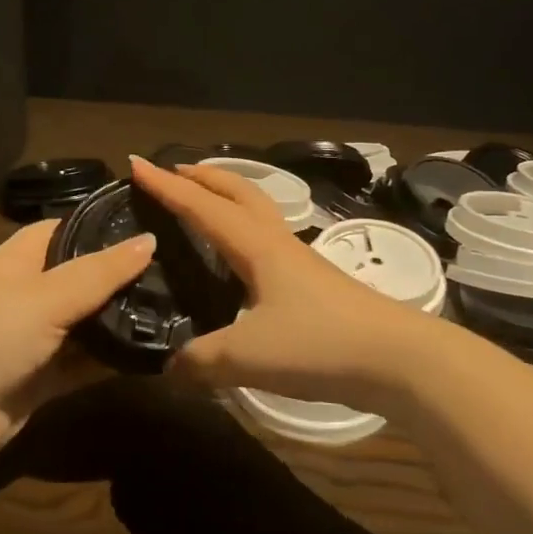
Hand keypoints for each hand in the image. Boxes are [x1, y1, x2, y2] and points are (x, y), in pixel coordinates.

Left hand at [0, 220, 155, 464]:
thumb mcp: (47, 296)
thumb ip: (100, 272)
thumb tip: (150, 240)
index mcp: (17, 261)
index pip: (64, 228)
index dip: (102, 224)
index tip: (149, 225)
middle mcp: (26, 294)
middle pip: (81, 276)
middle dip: (121, 275)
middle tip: (176, 268)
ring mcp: (34, 338)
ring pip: (86, 321)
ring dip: (121, 319)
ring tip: (176, 306)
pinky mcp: (42, 377)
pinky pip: (85, 362)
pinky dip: (112, 359)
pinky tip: (152, 351)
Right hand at [128, 156, 443, 414]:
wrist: (396, 357)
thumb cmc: (318, 344)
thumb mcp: (247, 356)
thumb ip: (201, 361)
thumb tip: (169, 369)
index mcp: (257, 247)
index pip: (202, 207)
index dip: (166, 187)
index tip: (136, 164)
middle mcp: (278, 243)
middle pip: (239, 193)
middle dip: (204, 177)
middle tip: (174, 170)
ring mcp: (301, 261)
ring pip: (258, 212)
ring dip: (228, 197)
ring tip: (205, 202)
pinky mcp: (316, 283)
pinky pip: (270, 240)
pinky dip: (246, 230)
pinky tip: (244, 258)